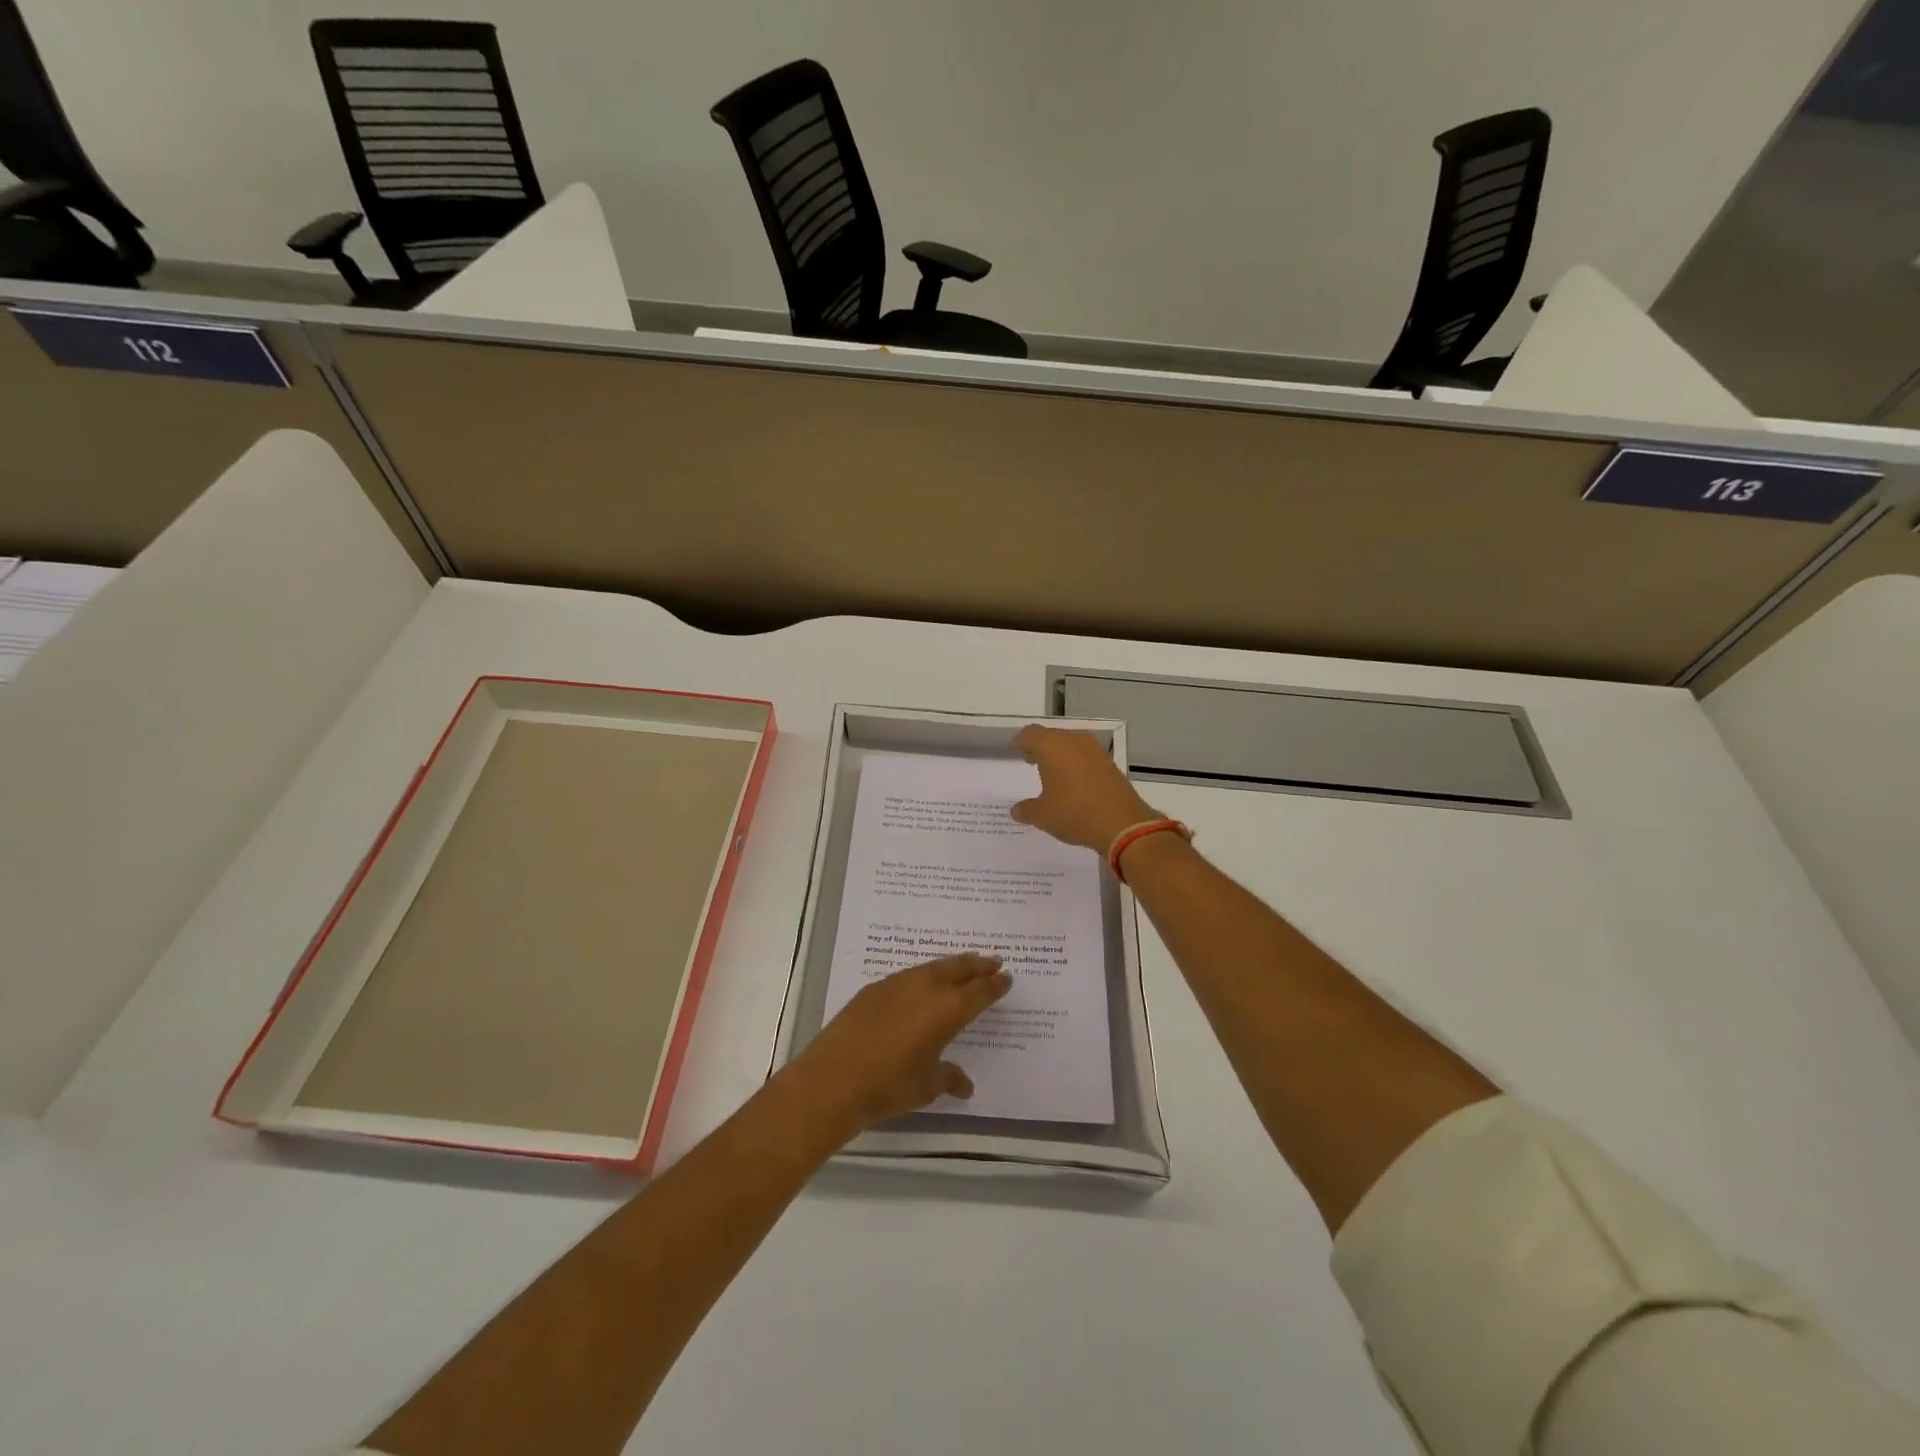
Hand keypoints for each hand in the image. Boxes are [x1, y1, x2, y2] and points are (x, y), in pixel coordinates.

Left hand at [787, 953, 1011, 1135]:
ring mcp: (899, 983)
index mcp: (949, 1010)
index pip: (981, 991)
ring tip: (963, 965)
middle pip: (960, 968)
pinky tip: (923, 983)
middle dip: (978, 966)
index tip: (1006, 977)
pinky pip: (910, 974)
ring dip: (952, 966)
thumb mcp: (927, 1087)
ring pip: (934, 967)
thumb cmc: (889, 1086)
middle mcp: (928, 988)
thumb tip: (965, 1085)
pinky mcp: (875, 988)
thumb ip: (949, 1078)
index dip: (995, 985)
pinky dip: (925, 974)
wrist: (834, 1078)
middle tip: (993, 962)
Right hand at [1010, 724, 1159, 851]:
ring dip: (1059, 755)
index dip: (1021, 741)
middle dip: (1039, 747)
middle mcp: (1074, 741)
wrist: (1122, 824)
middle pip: (1051, 736)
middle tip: (1030, 760)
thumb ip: (1027, 809)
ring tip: (1051, 773)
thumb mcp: (1043, 815)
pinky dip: (1076, 764)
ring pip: (1071, 745)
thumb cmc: (1074, 813)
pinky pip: (1086, 757)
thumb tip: (1017, 810)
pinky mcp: (1110, 764)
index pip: (1030, 734)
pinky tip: (1073, 782)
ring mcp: (1095, 751)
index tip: (1015, 750)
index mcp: (1052, 746)